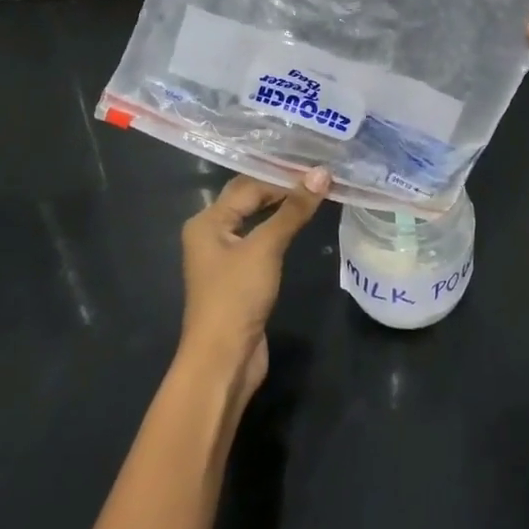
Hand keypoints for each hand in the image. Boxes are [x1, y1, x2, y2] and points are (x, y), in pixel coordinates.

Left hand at [178, 170, 328, 406]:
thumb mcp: (266, 248)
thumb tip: (322, 173)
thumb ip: (293, 210)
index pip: (248, 185)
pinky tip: (300, 226)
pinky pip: (261, 241)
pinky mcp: (239, 277)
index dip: (282, 176)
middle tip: (319, 176)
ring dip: (282, 209)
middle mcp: (210, 233)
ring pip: (256, 220)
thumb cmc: (237, 297)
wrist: (223, 360)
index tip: (318, 168)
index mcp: (207, 221)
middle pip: (248, 199)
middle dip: (281, 187)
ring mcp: (224, 257)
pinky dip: (280, 230)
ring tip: (316, 194)